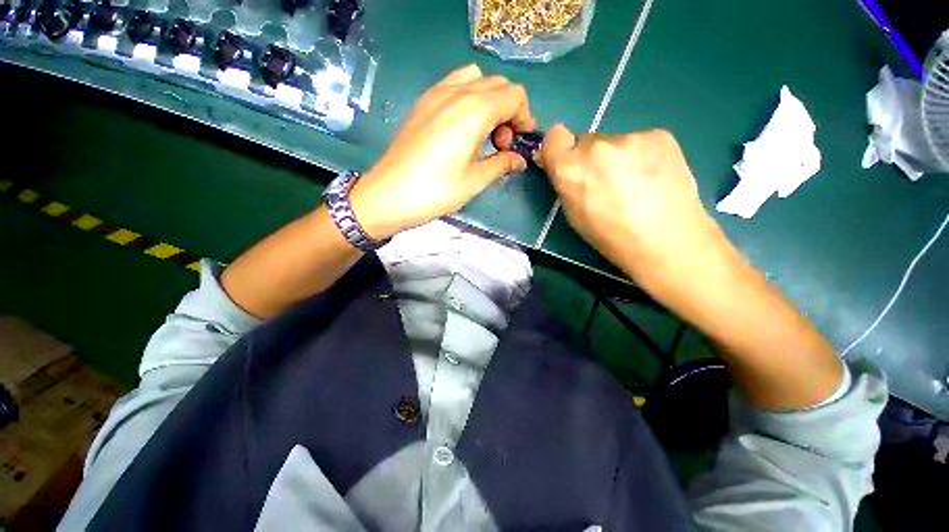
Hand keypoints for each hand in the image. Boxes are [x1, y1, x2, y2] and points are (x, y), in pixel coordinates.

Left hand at [350, 64, 536, 238]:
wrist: (389, 194)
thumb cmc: (436, 191)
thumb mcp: (475, 181)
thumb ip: (502, 164)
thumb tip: (519, 160)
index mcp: (475, 110)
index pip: (514, 96)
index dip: (525, 117)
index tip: (520, 142)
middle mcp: (457, 92)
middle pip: (498, 84)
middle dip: (509, 111)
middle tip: (501, 144)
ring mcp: (436, 93)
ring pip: (476, 80)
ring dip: (489, 101)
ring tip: (483, 133)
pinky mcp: (423, 102)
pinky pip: (454, 86)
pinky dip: (468, 99)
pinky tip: (462, 129)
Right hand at [537, 124, 725, 287]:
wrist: (668, 241)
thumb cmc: (610, 236)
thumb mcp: (573, 214)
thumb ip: (564, 183)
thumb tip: (559, 164)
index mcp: (571, 169)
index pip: (553, 137)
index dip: (558, 149)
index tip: (565, 163)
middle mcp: (597, 146)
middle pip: (584, 141)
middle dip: (588, 159)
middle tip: (605, 183)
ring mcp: (631, 137)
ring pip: (612, 142)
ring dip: (615, 158)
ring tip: (634, 184)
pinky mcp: (659, 134)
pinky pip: (638, 142)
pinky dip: (640, 156)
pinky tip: (652, 178)